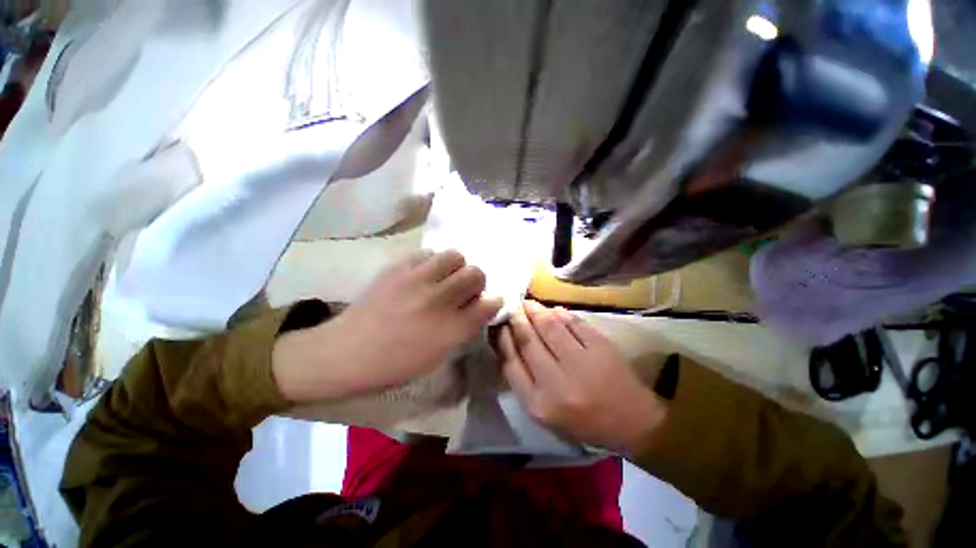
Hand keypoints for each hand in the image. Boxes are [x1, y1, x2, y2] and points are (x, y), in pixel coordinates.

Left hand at [274, 250, 501, 401]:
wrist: (347, 352)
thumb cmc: (394, 364)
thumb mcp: (437, 355)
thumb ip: (463, 329)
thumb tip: (478, 306)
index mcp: (450, 329)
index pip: (488, 304)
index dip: (493, 300)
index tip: (487, 302)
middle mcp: (438, 301)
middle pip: (476, 273)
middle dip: (476, 281)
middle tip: (463, 290)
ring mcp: (416, 280)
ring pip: (454, 256)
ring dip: (455, 267)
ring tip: (443, 278)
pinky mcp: (397, 268)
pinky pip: (427, 253)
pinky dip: (431, 262)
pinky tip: (422, 275)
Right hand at [499, 301, 664, 453]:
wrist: (631, 423)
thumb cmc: (583, 421)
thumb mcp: (545, 412)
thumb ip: (523, 380)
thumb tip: (510, 341)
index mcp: (539, 404)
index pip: (511, 363)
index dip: (502, 339)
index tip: (499, 325)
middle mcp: (556, 384)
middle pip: (528, 341)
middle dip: (517, 319)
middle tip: (512, 307)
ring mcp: (581, 363)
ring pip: (549, 327)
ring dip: (535, 311)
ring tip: (528, 304)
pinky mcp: (601, 349)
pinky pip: (573, 323)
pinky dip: (561, 313)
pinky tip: (553, 310)